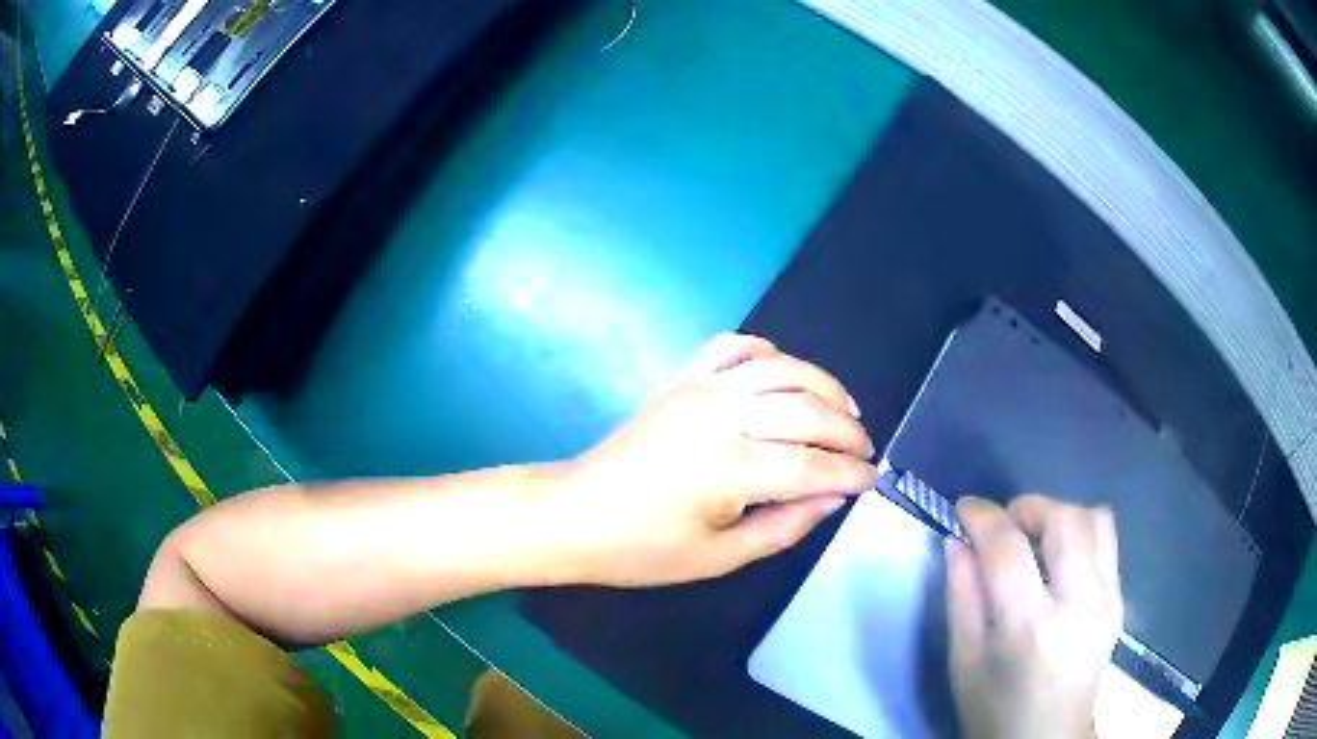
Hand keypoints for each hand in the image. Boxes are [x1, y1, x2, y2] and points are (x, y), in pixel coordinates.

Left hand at [546, 334, 876, 586]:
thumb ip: (785, 526)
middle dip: (847, 429)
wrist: (575, 514)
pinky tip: (784, 372)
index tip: (872, 480)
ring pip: (780, 368)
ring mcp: (699, 388)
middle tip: (864, 450)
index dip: (850, 472)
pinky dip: (767, 351)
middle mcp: (720, 415)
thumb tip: (833, 497)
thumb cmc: (643, 549)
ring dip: (822, 384)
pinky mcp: (682, 379)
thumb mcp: (719, 557)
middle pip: (806, 408)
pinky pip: (733, 346)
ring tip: (845, 409)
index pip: (812, 463)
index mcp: (729, 468)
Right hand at [947, 495, 1122, 738]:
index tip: (965, 508)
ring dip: (1059, 515)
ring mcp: (1107, 600)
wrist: (1048, 738)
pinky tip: (1059, 561)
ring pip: (1094, 519)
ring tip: (1036, 538)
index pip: (1008, 550)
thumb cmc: (994, 710)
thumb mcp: (964, 664)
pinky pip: (1107, 541)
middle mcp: (1078, 605)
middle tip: (1005, 526)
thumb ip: (961, 598)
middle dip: (1028, 507)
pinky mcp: (1119, 600)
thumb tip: (959, 542)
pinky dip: (1080, 534)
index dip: (983, 518)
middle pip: (1063, 520)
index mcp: (1030, 629)